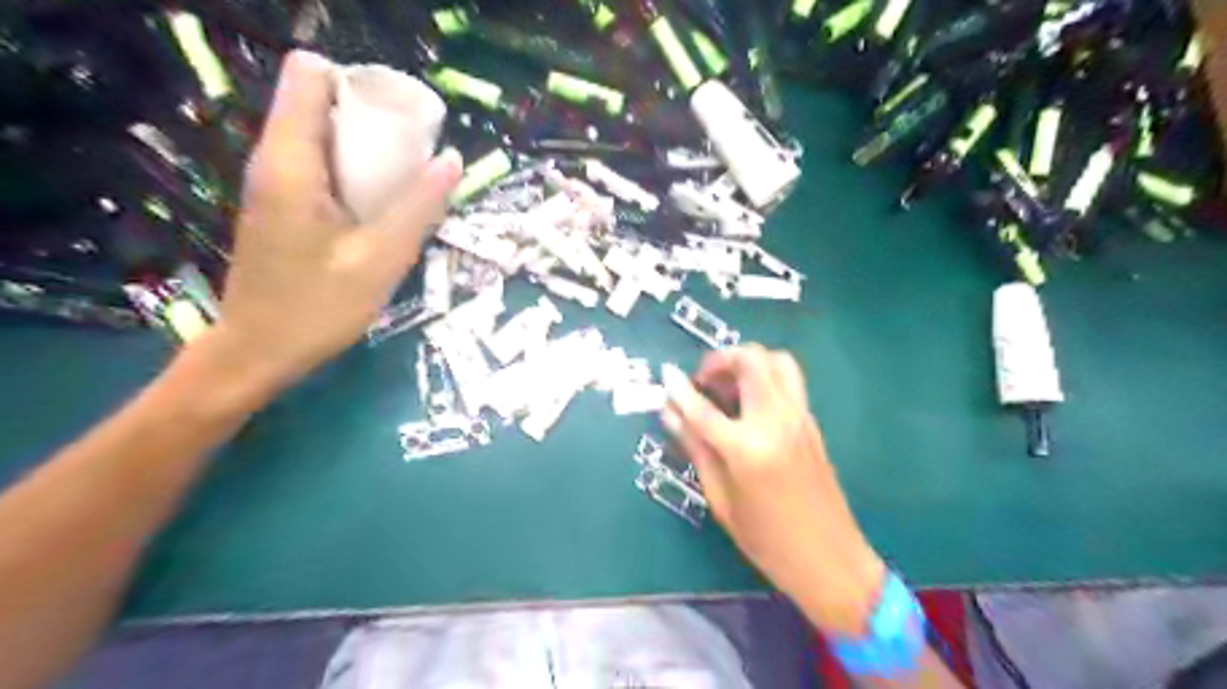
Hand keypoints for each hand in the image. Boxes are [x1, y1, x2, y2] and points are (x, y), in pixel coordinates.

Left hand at [210, 48, 460, 386]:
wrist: (260, 351)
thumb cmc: (318, 307)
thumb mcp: (381, 259)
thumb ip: (419, 207)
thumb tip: (453, 159)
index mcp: (291, 161)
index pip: (310, 75)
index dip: (358, 84)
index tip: (401, 119)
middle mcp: (274, 159)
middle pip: (321, 102)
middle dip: (372, 117)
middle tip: (415, 156)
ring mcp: (274, 182)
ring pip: (323, 135)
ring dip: (367, 148)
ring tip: (406, 182)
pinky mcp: (280, 204)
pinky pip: (321, 164)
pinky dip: (354, 172)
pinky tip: (380, 207)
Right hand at [666, 347, 886, 638]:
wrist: (831, 560)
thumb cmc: (767, 540)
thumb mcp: (721, 499)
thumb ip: (696, 449)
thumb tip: (670, 414)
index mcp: (748, 449)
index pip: (704, 408)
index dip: (679, 389)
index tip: (665, 374)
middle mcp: (777, 421)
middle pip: (751, 360)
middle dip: (721, 360)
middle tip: (704, 382)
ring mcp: (800, 418)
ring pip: (777, 360)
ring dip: (748, 362)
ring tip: (728, 387)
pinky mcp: (812, 422)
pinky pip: (789, 381)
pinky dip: (765, 377)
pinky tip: (749, 405)